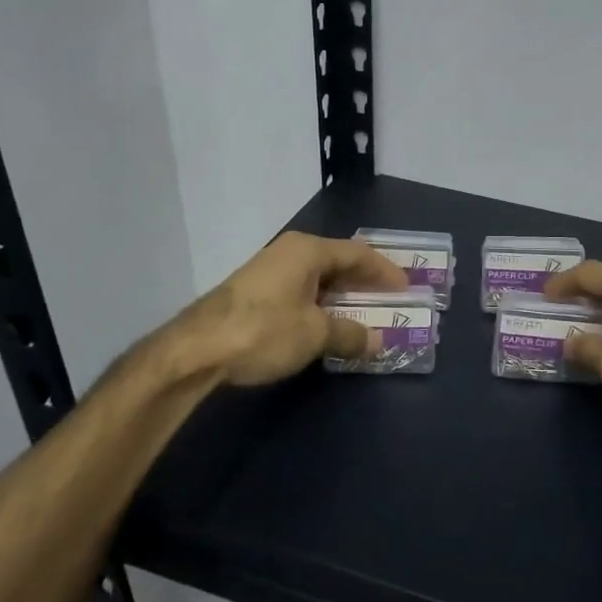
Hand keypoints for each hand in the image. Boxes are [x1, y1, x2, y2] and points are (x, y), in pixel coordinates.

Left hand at [184, 231, 407, 385]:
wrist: (195, 350)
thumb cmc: (263, 331)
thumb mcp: (315, 334)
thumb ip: (350, 334)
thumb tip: (378, 340)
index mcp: (308, 250)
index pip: (358, 254)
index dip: (385, 271)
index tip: (406, 288)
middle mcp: (289, 252)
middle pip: (337, 262)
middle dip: (364, 282)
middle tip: (389, 300)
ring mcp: (268, 271)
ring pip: (317, 278)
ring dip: (341, 296)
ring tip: (363, 314)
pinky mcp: (254, 293)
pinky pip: (300, 291)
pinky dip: (320, 305)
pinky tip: (326, 324)